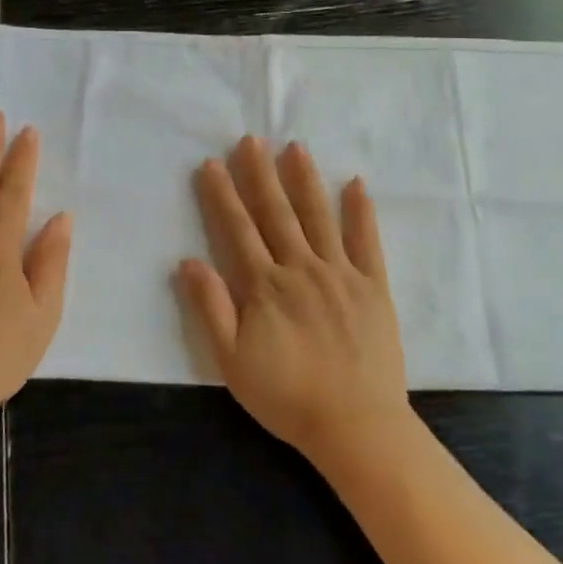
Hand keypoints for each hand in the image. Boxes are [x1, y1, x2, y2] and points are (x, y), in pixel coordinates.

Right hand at [179, 136, 411, 460]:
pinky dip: (361, 212)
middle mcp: (301, 269)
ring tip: (295, 148)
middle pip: (277, 214)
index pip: (238, 230)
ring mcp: (341, 274)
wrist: (354, 424)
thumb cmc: (287, 397)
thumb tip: (188, 261)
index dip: (223, 195)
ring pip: (319, 217)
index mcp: (265, 287)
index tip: (212, 163)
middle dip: (260, 174)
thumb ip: (210, 309)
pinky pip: (367, 242)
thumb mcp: (232, 362)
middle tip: (251, 139)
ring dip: (305, 180)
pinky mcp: (374, 287)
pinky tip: (356, 184)